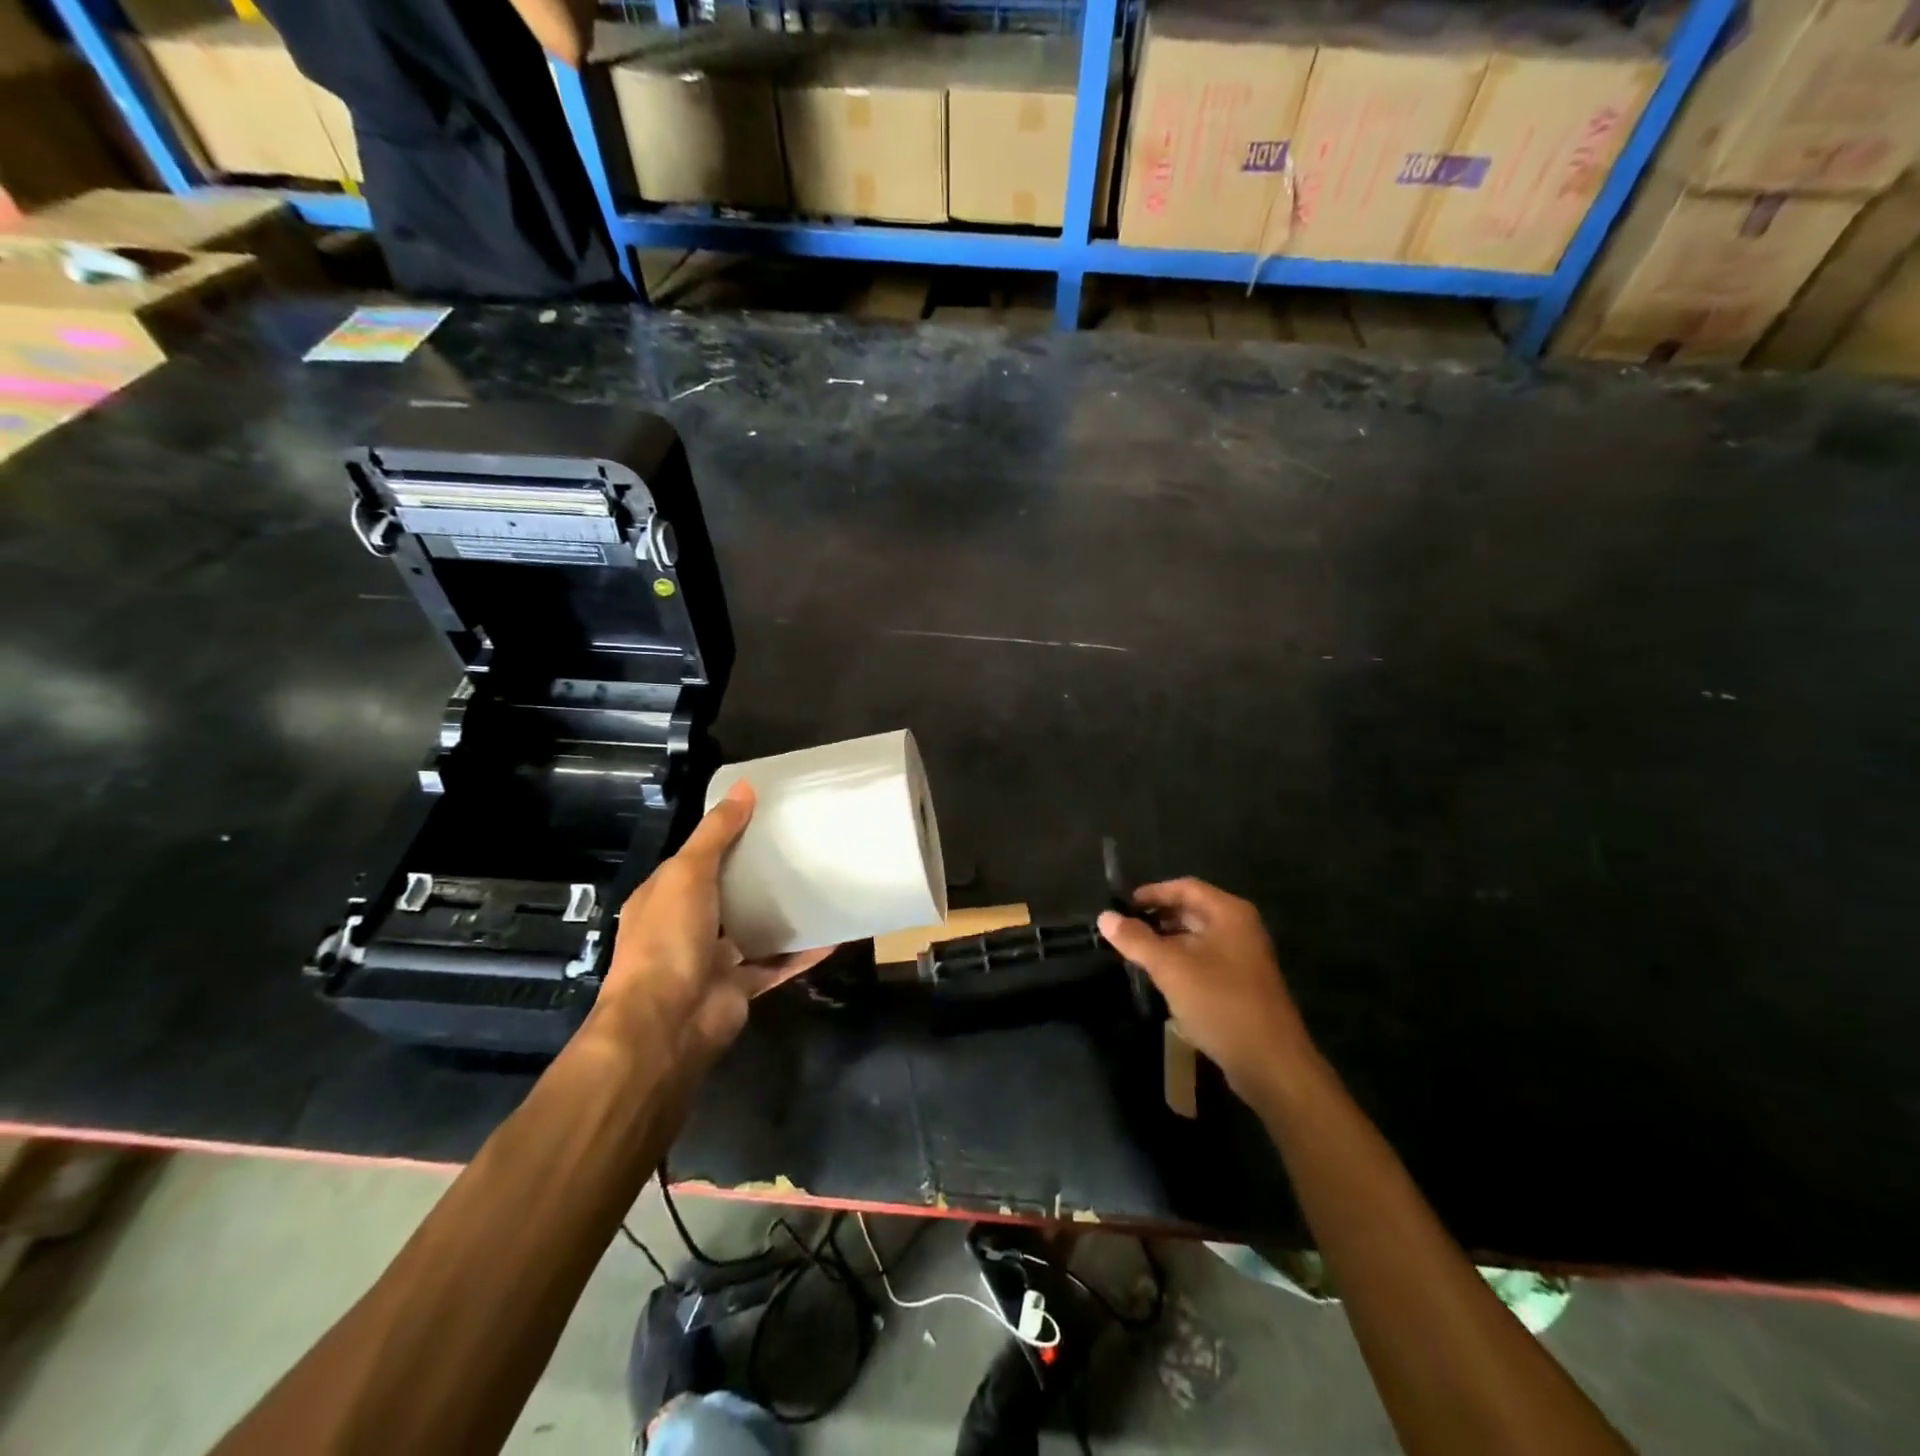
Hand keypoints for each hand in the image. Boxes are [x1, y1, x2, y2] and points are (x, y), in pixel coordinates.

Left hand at [592, 781, 831, 1062]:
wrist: (666, 1025)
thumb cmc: (668, 938)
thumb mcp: (687, 873)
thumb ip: (717, 832)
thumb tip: (746, 786)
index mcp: (666, 896)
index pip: (699, 857)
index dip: (728, 835)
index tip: (768, 815)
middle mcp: (687, 925)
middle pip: (729, 892)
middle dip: (759, 874)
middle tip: (803, 846)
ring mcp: (714, 959)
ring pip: (754, 929)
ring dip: (782, 913)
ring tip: (820, 885)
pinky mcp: (741, 987)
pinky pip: (777, 965)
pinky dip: (802, 953)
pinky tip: (833, 934)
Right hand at [1098, 879, 1316, 1102]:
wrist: (1270, 1064)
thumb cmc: (1220, 1004)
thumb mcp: (1171, 968)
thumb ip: (1136, 940)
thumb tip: (1105, 916)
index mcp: (1229, 913)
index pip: (1185, 887)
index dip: (1152, 893)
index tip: (1122, 906)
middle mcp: (1240, 928)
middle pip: (1191, 911)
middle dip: (1157, 918)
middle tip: (1123, 930)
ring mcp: (1243, 958)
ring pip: (1197, 938)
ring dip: (1166, 942)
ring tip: (1134, 953)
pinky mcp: (1241, 985)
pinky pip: (1204, 961)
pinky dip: (1180, 962)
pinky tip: (1159, 978)